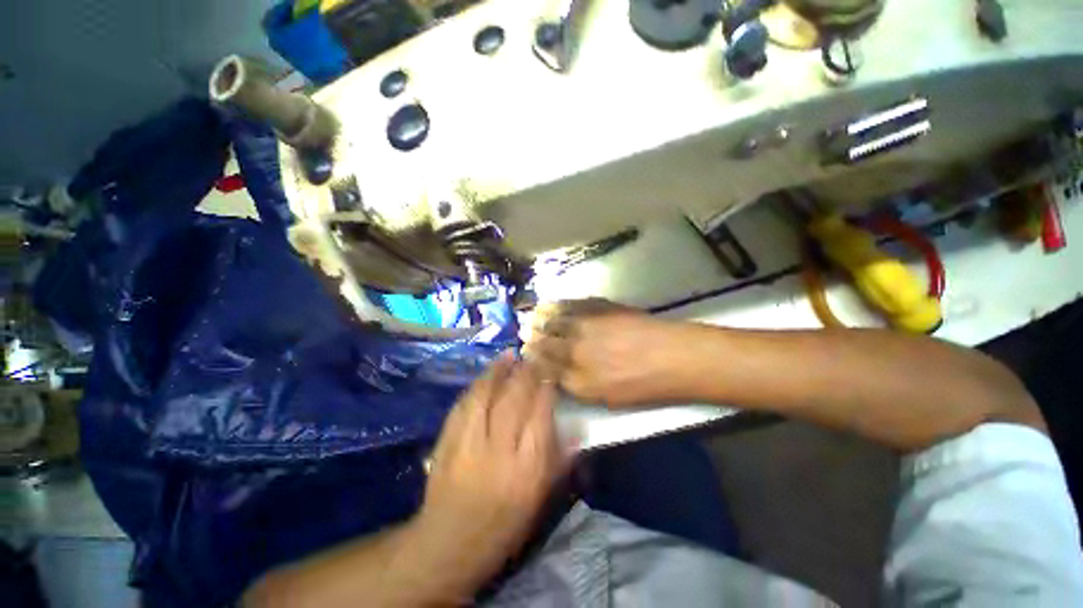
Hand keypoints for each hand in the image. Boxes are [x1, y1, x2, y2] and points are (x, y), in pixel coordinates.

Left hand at [414, 354, 568, 596]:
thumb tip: (575, 428)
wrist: (450, 542)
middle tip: (533, 356)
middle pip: (514, 398)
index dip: (546, 387)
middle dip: (525, 372)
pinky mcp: (448, 440)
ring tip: (510, 354)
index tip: (551, 372)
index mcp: (528, 466)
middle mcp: (500, 448)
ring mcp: (470, 442)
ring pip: (487, 395)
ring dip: (499, 371)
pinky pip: (465, 404)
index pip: (540, 413)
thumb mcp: (541, 498)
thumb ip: (559, 460)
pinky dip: (477, 385)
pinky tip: (485, 375)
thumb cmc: (504, 524)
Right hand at [523, 298, 689, 407]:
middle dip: (531, 335)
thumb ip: (575, 384)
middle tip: (522, 330)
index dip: (532, 357)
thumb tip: (554, 372)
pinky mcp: (600, 307)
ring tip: (531, 314)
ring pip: (555, 319)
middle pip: (546, 339)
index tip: (524, 351)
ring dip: (540, 317)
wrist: (673, 356)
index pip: (544, 364)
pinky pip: (571, 304)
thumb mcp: (604, 396)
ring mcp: (587, 324)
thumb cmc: (642, 384)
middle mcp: (576, 347)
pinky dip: (557, 304)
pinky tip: (552, 304)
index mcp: (577, 374)